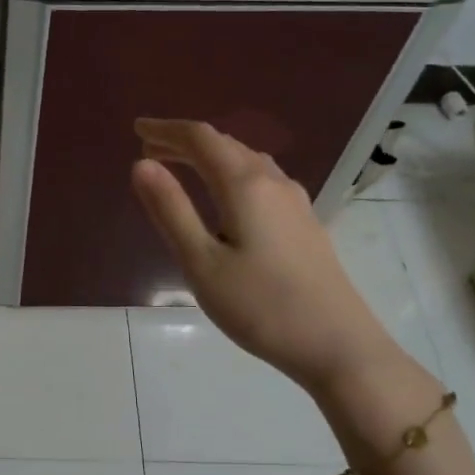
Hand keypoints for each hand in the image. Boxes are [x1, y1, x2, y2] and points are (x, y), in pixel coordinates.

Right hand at [130, 118, 404, 393]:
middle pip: (225, 145)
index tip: (137, 128)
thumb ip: (171, 210)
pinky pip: (260, 179)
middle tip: (150, 148)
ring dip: (209, 156)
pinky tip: (224, 196)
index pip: (201, 139)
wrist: (338, 345)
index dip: (166, 130)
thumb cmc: (260, 307)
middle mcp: (273, 182)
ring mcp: (294, 202)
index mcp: (245, 185)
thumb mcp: (201, 262)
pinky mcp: (304, 223)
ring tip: (180, 166)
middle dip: (185, 141)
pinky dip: (230, 172)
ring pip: (246, 160)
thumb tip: (141, 164)